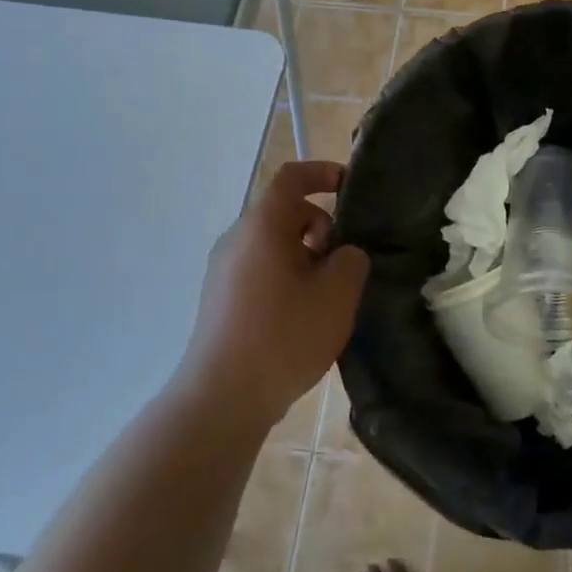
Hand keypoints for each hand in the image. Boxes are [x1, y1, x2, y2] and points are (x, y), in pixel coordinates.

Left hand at [177, 160, 368, 429]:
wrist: (222, 398)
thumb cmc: (284, 337)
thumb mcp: (337, 295)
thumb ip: (351, 260)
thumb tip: (344, 254)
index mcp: (262, 226)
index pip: (291, 178)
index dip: (323, 173)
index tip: (350, 187)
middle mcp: (236, 240)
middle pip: (285, 213)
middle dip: (321, 227)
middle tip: (345, 263)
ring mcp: (223, 270)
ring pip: (274, 244)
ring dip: (306, 257)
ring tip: (327, 296)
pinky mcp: (220, 299)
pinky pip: (260, 269)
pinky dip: (287, 277)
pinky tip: (303, 317)